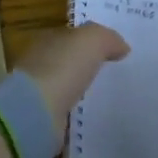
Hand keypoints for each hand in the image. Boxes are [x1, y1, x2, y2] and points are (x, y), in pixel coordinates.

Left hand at [14, 22, 130, 146]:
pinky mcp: (42, 120)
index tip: (114, 52)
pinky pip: (65, 115)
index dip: (91, 42)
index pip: (71, 37)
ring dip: (82, 93)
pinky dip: (76, 116)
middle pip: (68, 63)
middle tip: (116, 76)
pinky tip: (93, 120)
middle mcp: (39, 64)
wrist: (36, 112)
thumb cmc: (62, 68)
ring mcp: (38, 94)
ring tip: (109, 99)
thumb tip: (122, 48)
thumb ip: (107, 39)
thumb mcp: (91, 41)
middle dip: (87, 68)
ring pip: (67, 90)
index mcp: (46, 41)